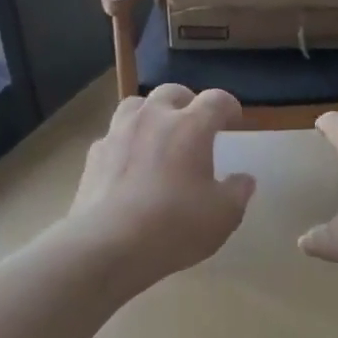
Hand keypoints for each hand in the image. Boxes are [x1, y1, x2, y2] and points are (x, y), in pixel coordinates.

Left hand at [68, 85, 255, 288]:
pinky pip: (113, 135)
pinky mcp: (94, 155)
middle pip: (172, 92)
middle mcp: (153, 119)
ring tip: (158, 134)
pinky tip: (128, 163)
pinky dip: (125, 142)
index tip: (234, 120)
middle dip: (188, 102)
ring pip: (136, 105)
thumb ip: (238, 192)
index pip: (216, 100)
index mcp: (190, 127)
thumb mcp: (223, 216)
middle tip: (195, 123)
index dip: (229, 106)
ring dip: (151, 113)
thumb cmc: (174, 226)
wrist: (108, 245)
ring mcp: (119, 133)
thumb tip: (243, 179)